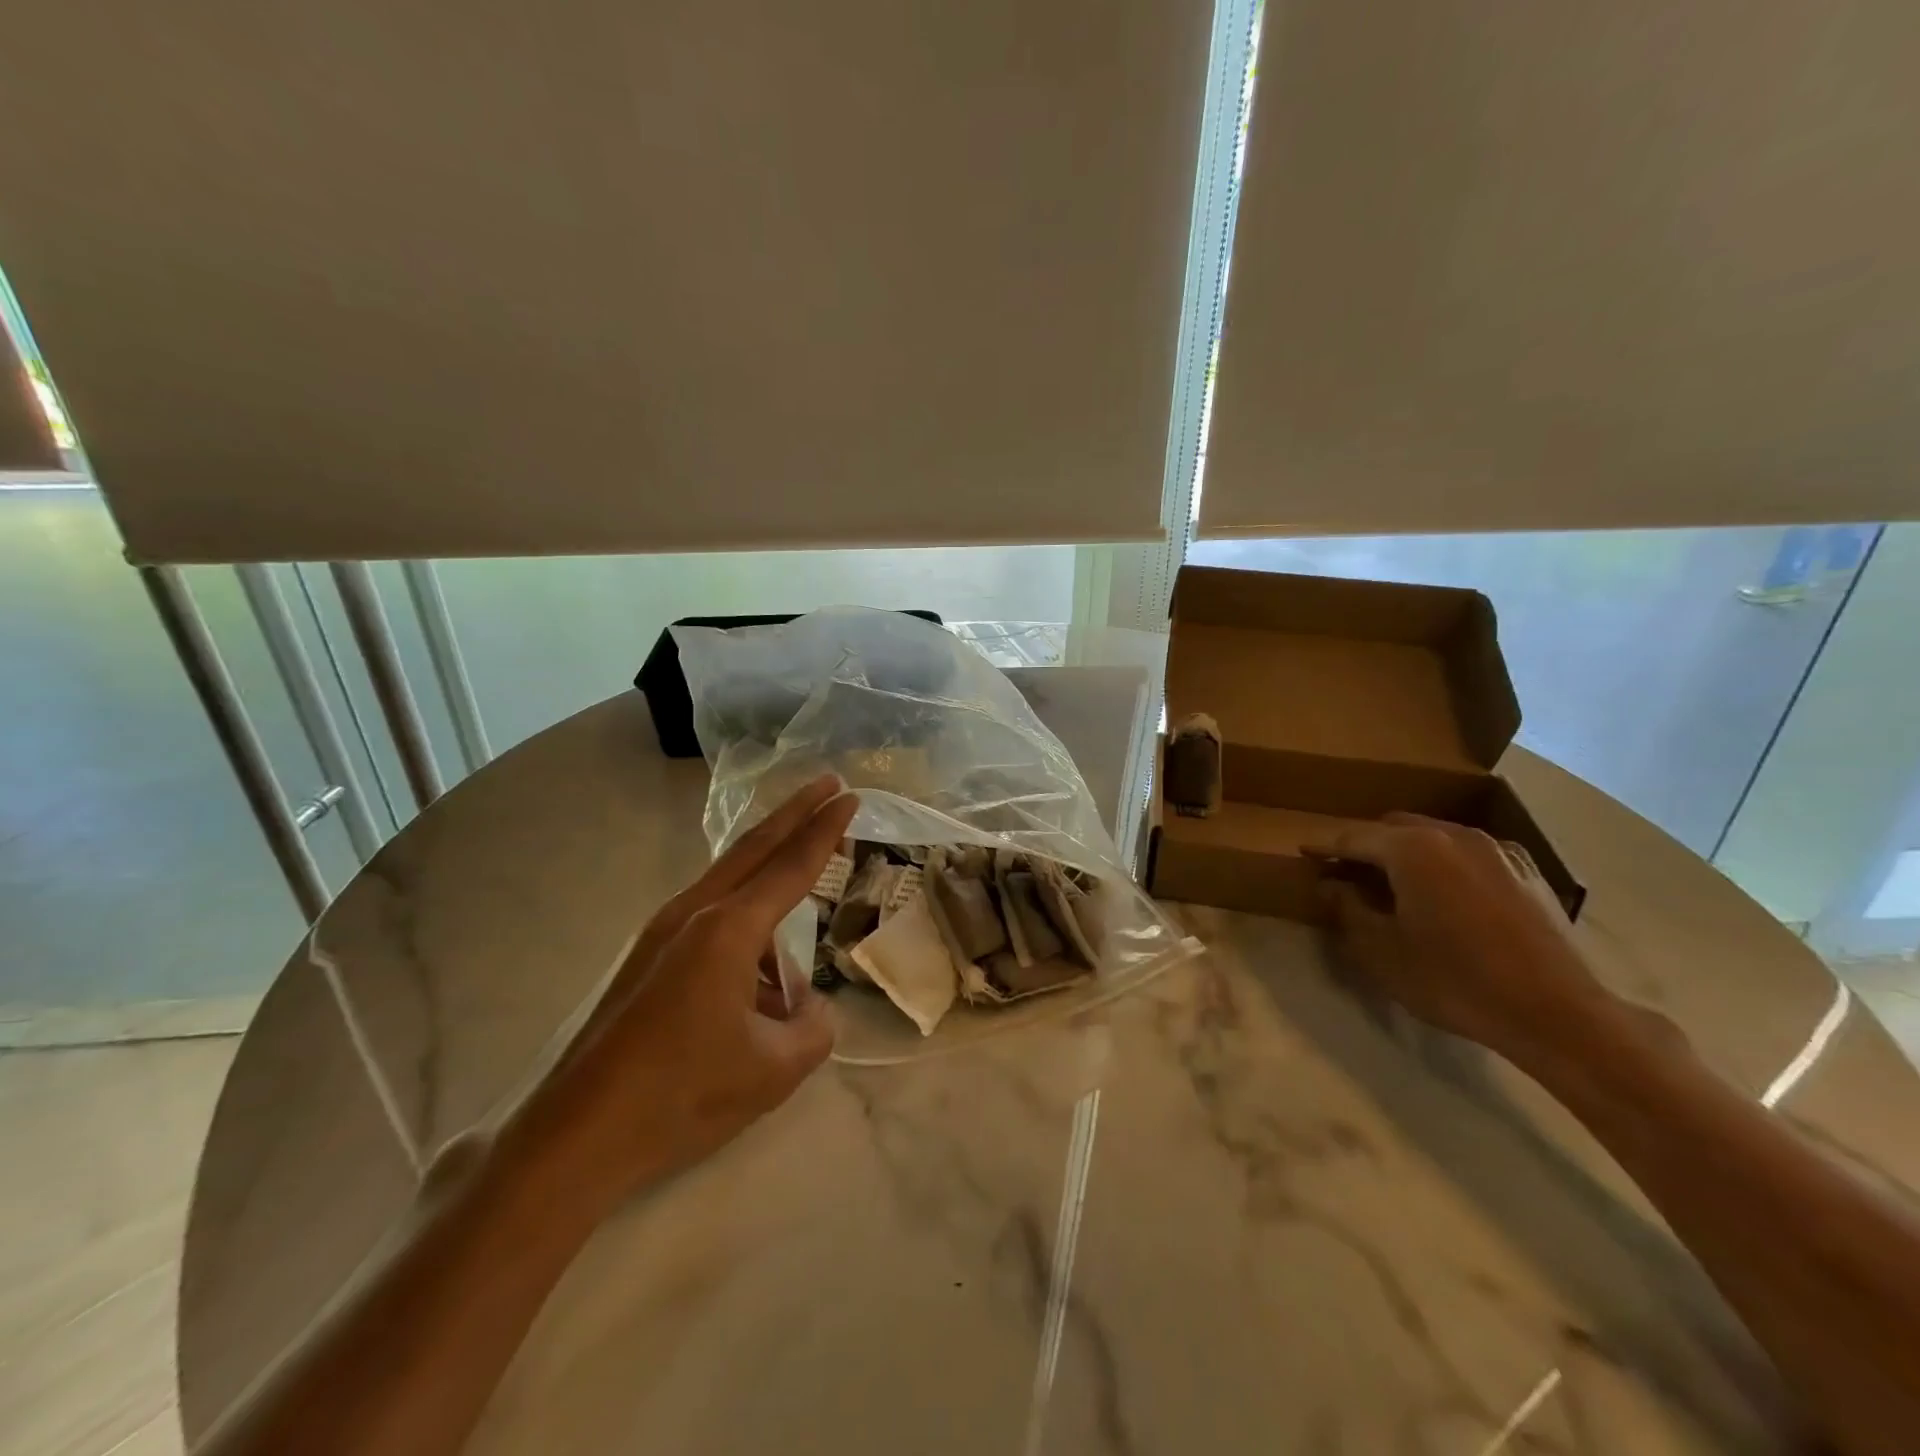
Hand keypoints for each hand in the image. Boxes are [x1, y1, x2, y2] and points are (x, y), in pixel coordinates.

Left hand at [506, 774, 857, 1213]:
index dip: (826, 830)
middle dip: (795, 812)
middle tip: (826, 783)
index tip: (849, 796)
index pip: (792, 866)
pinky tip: (751, 979)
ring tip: (792, 939)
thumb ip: (813, 1026)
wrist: (573, 1136)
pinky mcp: (643, 956)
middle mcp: (692, 914)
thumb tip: (806, 1003)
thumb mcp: (775, 1070)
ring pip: (728, 881)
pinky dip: (742, 921)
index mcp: (729, 930)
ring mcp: (660, 931)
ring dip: (768, 876)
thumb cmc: (682, 1094)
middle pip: (754, 846)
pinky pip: (707, 917)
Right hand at [1307, 813, 1607, 1057]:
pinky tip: (1444, 894)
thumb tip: (1331, 884)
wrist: (1557, 1014)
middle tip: (1344, 872)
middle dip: (1365, 845)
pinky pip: (1469, 854)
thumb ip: (1347, 908)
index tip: (1302, 852)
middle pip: (1394, 828)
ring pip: (1434, 837)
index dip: (1323, 845)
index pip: (1353, 837)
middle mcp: (1453, 835)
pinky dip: (1444, 863)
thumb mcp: (1381, 950)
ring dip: (1405, 853)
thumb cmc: (1454, 981)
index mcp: (1413, 848)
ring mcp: (1496, 850)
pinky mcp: (1527, 871)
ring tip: (1392, 883)